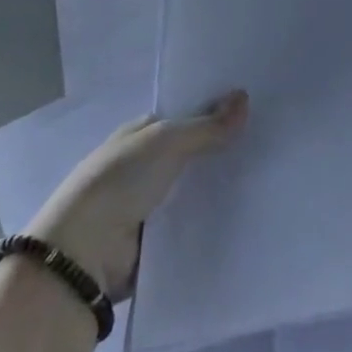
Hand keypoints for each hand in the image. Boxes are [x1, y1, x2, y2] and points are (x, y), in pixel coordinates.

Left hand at [27, 91, 247, 294]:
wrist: (83, 255)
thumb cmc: (118, 182)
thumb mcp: (165, 142)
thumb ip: (206, 125)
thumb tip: (244, 97)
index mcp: (137, 136)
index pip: (181, 117)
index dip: (212, 111)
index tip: (253, 108)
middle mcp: (142, 167)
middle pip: (191, 153)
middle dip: (221, 149)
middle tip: (268, 142)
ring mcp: (148, 204)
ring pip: (194, 188)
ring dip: (219, 186)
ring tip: (266, 175)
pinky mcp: (157, 240)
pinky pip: (192, 223)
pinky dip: (212, 218)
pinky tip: (246, 211)